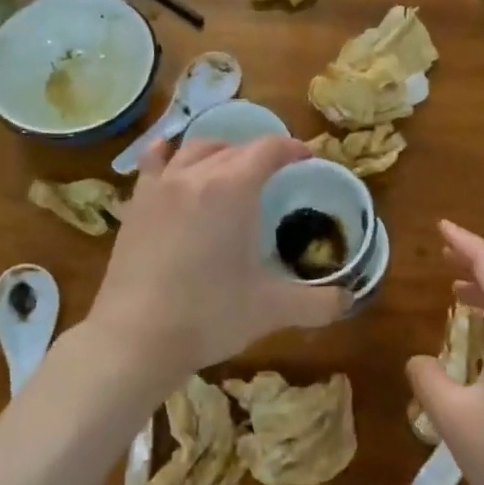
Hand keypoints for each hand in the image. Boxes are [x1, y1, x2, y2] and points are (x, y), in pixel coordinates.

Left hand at [85, 134, 346, 394]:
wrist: (135, 338)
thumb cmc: (209, 316)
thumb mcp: (272, 309)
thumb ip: (318, 303)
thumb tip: (348, 300)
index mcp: (234, 188)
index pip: (269, 149)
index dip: (292, 148)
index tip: (307, 158)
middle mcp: (197, 174)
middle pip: (235, 146)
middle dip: (260, 153)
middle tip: (276, 174)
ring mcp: (162, 185)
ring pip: (196, 148)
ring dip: (221, 151)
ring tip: (232, 168)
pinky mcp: (136, 202)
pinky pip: (154, 162)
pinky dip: (170, 154)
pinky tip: (172, 159)